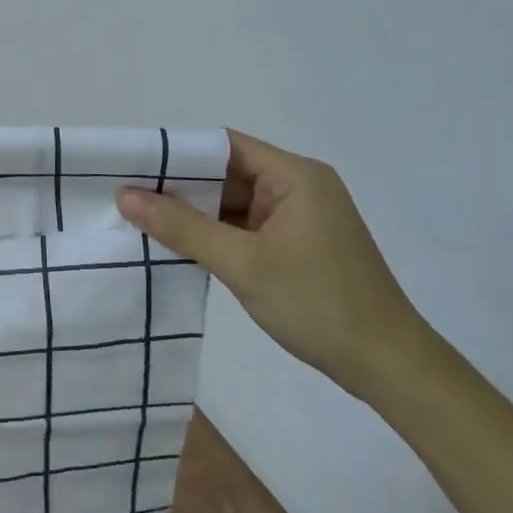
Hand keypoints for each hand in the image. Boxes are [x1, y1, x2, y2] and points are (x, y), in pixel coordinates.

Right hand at [116, 130, 429, 396]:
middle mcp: (298, 187)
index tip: (133, 167)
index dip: (178, 153)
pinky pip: (245, 227)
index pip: (224, 146)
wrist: (388, 367)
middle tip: (128, 197)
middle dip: (180, 186)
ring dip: (195, 214)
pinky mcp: (297, 245)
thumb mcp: (242, 263)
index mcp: (295, 176)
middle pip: (227, 173)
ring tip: (142, 221)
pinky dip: (214, 234)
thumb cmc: (317, 303)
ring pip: (234, 203)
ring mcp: (299, 218)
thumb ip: (182, 227)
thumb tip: (125, 196)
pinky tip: (179, 246)